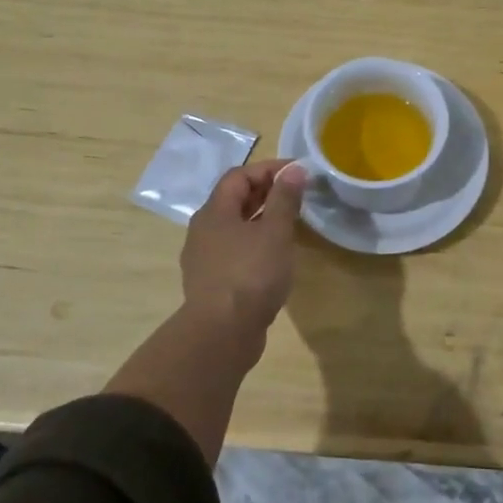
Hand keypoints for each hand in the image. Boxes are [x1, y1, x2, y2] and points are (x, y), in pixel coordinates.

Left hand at [181, 160, 307, 336]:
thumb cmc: (251, 275)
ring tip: (290, 224)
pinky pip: (235, 250)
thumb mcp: (275, 232)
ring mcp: (205, 258)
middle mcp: (203, 230)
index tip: (299, 172)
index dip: (269, 169)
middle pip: (234, 199)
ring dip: (261, 219)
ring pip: (234, 227)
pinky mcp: (212, 282)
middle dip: (266, 192)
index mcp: (214, 212)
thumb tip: (294, 170)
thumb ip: (284, 199)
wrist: (222, 333)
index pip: (239, 176)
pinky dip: (255, 243)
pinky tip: (275, 256)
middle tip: (298, 195)